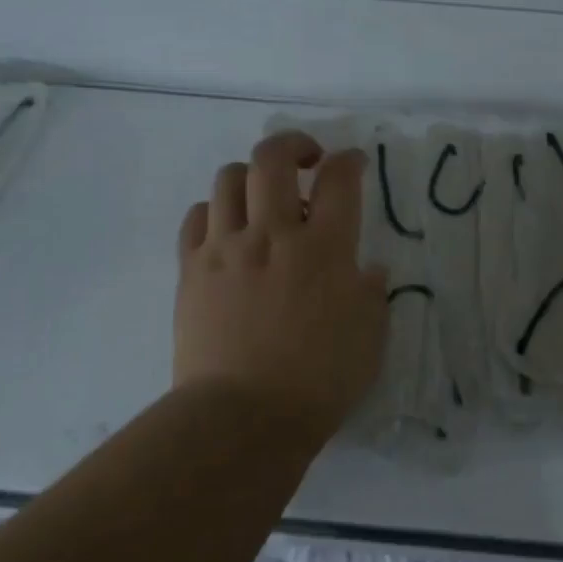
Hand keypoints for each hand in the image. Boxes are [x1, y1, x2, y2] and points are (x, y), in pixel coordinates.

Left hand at [174, 131, 387, 438]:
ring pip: (229, 179)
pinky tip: (227, 229)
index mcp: (324, 248)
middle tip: (307, 160)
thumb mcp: (369, 337)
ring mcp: (226, 248)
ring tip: (263, 197)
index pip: (339, 180)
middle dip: (294, 145)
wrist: (243, 417)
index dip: (348, 161)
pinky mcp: (191, 269)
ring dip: (251, 176)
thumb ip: (371, 294)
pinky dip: (215, 211)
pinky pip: (196, 217)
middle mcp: (273, 234)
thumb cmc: (319, 380)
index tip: (352, 163)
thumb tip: (365, 271)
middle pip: (273, 158)